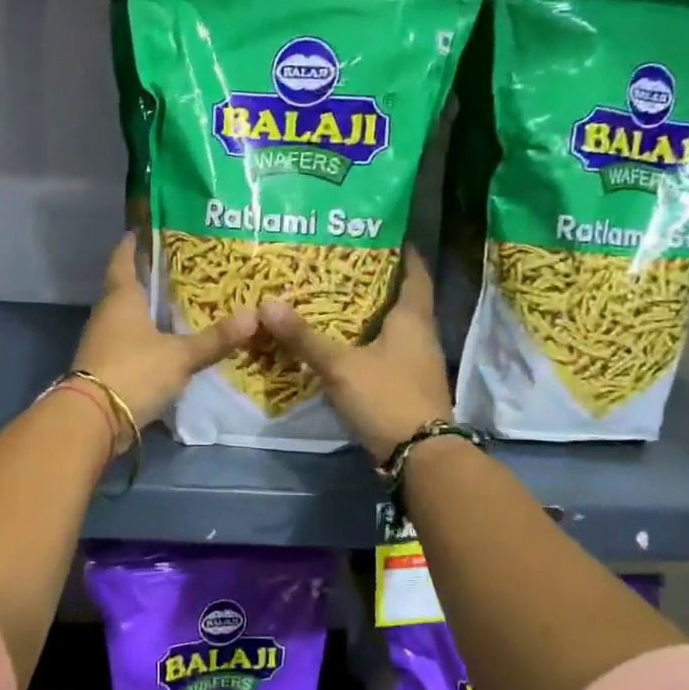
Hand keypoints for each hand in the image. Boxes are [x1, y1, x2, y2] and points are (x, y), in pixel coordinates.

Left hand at [72, 233, 255, 443]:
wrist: (93, 419)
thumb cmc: (135, 371)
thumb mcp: (180, 356)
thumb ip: (214, 340)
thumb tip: (254, 317)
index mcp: (121, 297)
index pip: (123, 259)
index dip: (133, 243)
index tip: (142, 230)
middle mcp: (106, 313)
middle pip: (126, 288)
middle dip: (148, 279)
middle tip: (178, 269)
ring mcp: (101, 341)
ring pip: (126, 317)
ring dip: (146, 312)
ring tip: (176, 306)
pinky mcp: (103, 367)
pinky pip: (127, 343)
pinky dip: (144, 339)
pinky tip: (164, 343)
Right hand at [259, 249, 452, 462]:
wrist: (419, 454)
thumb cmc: (386, 396)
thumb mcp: (340, 365)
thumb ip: (304, 337)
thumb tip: (267, 304)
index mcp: (413, 319)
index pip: (415, 273)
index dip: (404, 253)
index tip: (383, 235)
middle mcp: (421, 336)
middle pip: (403, 300)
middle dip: (377, 283)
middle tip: (342, 267)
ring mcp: (417, 364)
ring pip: (394, 329)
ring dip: (371, 316)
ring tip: (336, 302)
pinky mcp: (408, 387)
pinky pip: (387, 354)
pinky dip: (368, 344)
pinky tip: (344, 346)